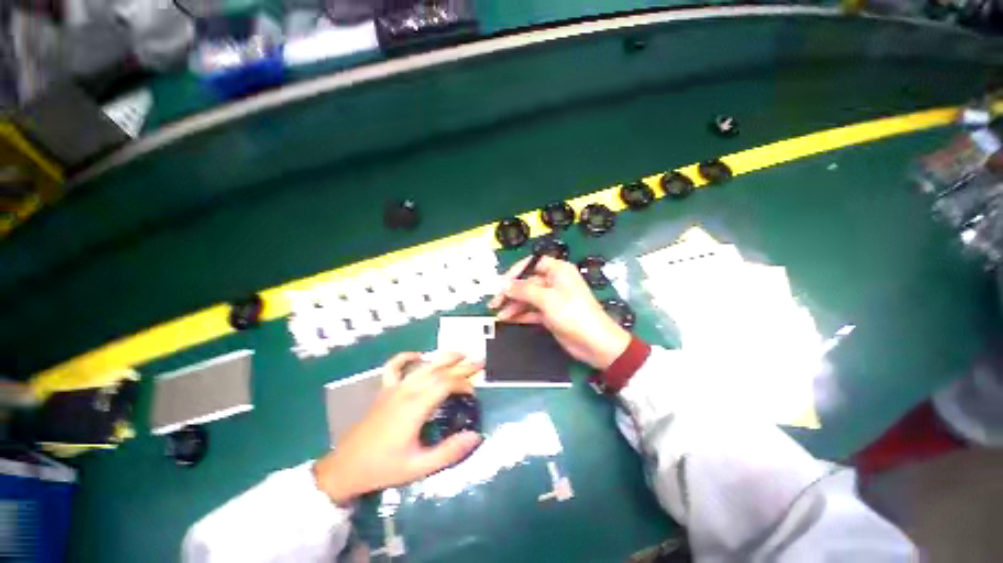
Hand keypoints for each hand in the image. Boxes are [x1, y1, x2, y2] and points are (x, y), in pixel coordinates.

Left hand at [314, 352, 482, 504]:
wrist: (344, 469)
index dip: (464, 383)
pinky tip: (418, 355)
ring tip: (460, 353)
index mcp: (415, 406)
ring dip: (442, 358)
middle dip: (461, 365)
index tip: (474, 393)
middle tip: (480, 361)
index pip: (446, 384)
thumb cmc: (383, 468)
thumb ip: (449, 452)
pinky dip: (406, 357)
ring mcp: (393, 388)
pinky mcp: (384, 391)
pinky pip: (393, 367)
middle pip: (438, 371)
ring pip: (422, 366)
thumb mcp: (418, 467)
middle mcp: (406, 391)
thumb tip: (476, 437)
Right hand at [488, 256, 630, 369]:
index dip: (515, 272)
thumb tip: (503, 284)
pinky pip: (532, 311)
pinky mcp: (550, 314)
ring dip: (513, 305)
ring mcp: (552, 299)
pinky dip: (521, 315)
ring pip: (528, 298)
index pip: (532, 264)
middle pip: (527, 282)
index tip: (501, 283)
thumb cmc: (573, 314)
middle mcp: (554, 282)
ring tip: (499, 315)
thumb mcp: (547, 299)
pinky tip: (508, 319)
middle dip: (511, 292)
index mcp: (558, 270)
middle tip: (494, 302)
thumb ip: (523, 290)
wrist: (595, 343)